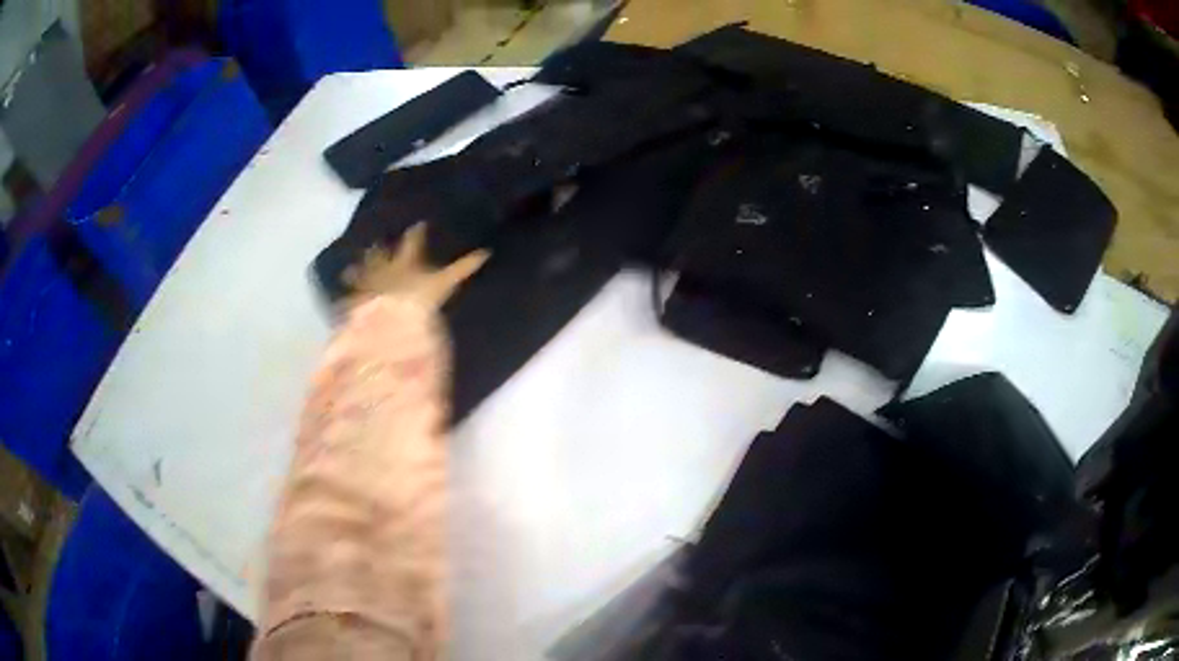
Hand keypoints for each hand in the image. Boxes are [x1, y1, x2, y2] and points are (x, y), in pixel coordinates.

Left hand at [343, 223, 489, 309]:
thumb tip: (486, 252)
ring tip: (347, 271)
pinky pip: (351, 300)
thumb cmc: (420, 296)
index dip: (415, 233)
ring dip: (356, 271)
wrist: (390, 314)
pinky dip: (346, 302)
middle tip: (375, 242)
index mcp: (407, 261)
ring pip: (363, 274)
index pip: (413, 243)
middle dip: (380, 249)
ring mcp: (370, 285)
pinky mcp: (359, 301)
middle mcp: (386, 269)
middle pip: (383, 256)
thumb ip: (464, 268)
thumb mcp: (446, 282)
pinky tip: (341, 302)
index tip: (417, 224)